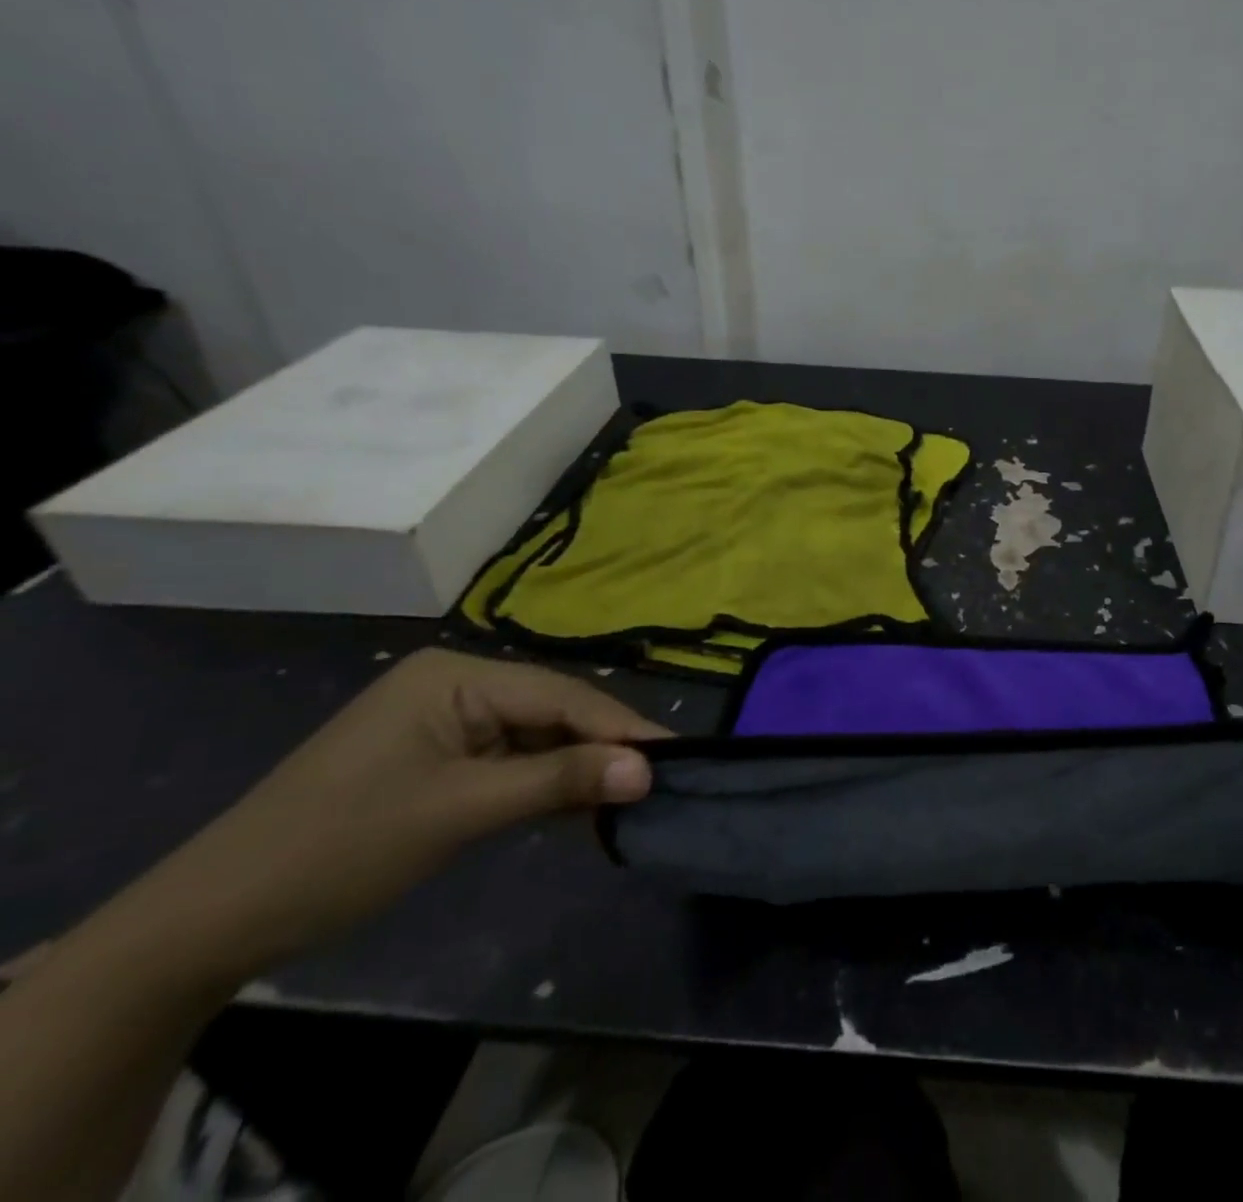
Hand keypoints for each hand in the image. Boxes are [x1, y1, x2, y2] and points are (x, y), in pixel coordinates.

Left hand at [129, 649, 666, 981]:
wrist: (212, 919)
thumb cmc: (341, 847)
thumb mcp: (461, 811)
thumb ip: (559, 781)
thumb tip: (649, 770)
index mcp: (456, 675)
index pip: (561, 694)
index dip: (620, 727)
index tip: (677, 756)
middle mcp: (455, 683)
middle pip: (552, 711)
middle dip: (602, 748)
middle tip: (660, 781)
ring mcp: (444, 720)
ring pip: (535, 736)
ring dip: (576, 768)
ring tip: (630, 796)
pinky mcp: (437, 756)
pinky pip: (509, 759)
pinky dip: (543, 783)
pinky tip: (577, 805)